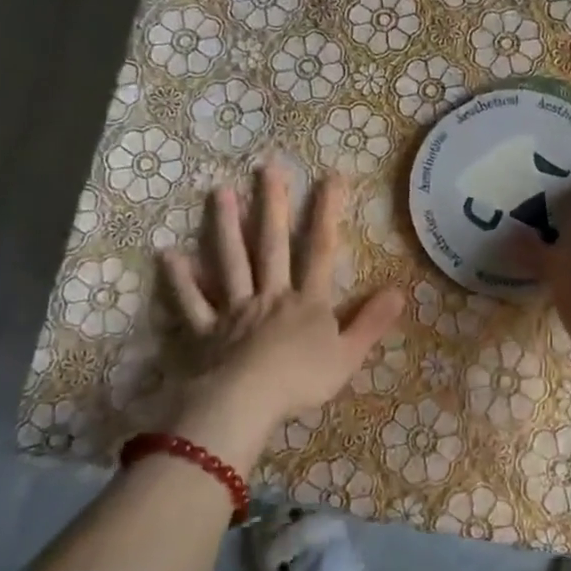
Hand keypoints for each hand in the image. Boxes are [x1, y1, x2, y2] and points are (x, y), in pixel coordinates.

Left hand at [156, 162, 405, 470]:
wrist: (246, 403)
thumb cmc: (301, 381)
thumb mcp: (349, 355)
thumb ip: (372, 322)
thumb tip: (400, 290)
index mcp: (307, 302)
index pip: (320, 250)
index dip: (327, 213)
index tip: (330, 177)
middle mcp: (270, 295)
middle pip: (271, 245)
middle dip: (272, 205)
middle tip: (267, 167)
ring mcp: (234, 310)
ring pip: (230, 262)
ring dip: (226, 227)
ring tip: (221, 192)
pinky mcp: (205, 331)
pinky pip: (191, 303)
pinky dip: (181, 281)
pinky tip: (170, 256)